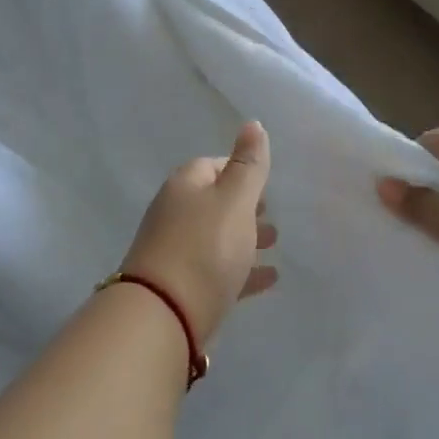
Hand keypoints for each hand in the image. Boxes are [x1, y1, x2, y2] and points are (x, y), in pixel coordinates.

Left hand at [119, 122, 277, 346]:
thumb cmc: (204, 247)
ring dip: (245, 237)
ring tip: (275, 243)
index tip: (264, 181)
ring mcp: (176, 252)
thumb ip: (248, 165)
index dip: (239, 169)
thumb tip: (253, 124)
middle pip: (213, 202)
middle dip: (243, 206)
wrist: (163, 315)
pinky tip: (269, 279)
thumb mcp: (234, 200)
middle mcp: (175, 214)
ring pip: (217, 237)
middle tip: (272, 213)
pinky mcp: (183, 288)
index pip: (212, 166)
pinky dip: (243, 270)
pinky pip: (219, 271)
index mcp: (184, 186)